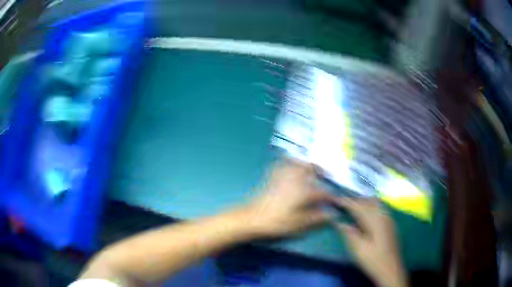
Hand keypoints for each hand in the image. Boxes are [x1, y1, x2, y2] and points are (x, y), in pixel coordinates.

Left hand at [243, 160, 332, 237]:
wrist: (253, 218)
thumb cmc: (278, 222)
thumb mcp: (299, 224)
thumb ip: (317, 218)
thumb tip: (332, 215)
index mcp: (304, 191)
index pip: (323, 192)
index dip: (331, 197)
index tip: (336, 201)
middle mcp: (296, 180)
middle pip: (311, 168)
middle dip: (321, 171)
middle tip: (326, 177)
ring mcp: (284, 176)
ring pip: (299, 163)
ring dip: (308, 165)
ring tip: (312, 172)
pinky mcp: (274, 177)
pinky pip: (284, 164)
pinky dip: (291, 163)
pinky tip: (292, 169)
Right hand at [333, 198, 408, 286]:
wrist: (391, 269)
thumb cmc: (373, 260)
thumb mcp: (359, 250)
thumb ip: (350, 234)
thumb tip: (339, 222)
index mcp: (375, 221)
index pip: (359, 207)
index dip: (347, 202)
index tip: (336, 199)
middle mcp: (383, 216)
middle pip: (368, 202)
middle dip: (355, 201)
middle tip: (342, 202)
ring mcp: (388, 219)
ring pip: (375, 203)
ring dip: (364, 202)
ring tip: (353, 205)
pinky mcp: (390, 224)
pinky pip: (380, 208)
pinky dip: (371, 205)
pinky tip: (367, 211)